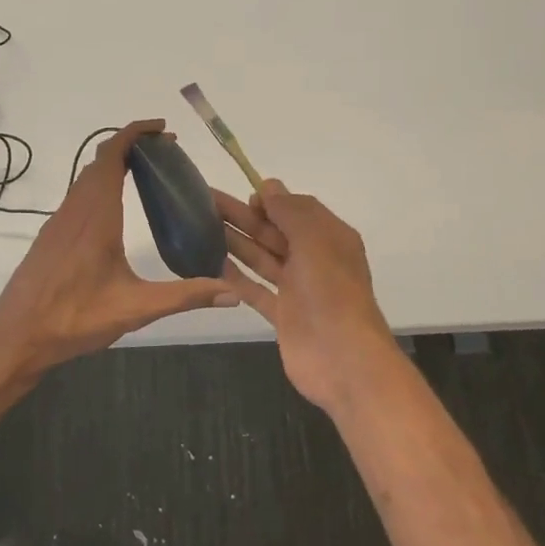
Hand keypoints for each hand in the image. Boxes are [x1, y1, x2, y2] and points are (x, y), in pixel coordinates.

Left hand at [0, 120, 239, 380]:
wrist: (16, 338)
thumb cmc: (74, 319)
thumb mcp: (135, 308)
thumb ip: (184, 296)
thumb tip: (233, 293)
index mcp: (96, 216)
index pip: (111, 156)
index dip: (135, 133)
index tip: (163, 129)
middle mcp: (75, 210)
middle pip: (99, 161)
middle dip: (132, 146)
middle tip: (167, 153)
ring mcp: (59, 223)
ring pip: (86, 178)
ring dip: (114, 165)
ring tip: (148, 174)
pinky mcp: (51, 237)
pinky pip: (78, 196)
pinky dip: (101, 185)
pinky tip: (117, 211)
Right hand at [216, 180, 401, 411]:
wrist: (343, 359)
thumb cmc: (331, 291)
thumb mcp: (314, 240)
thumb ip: (290, 212)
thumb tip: (269, 186)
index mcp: (330, 237)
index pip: (296, 209)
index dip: (270, 200)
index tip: (241, 194)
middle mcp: (314, 259)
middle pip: (274, 232)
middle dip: (243, 216)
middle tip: (204, 203)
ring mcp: (298, 289)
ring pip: (262, 258)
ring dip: (236, 241)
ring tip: (200, 227)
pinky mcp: (283, 315)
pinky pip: (256, 289)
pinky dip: (236, 276)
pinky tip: (212, 263)